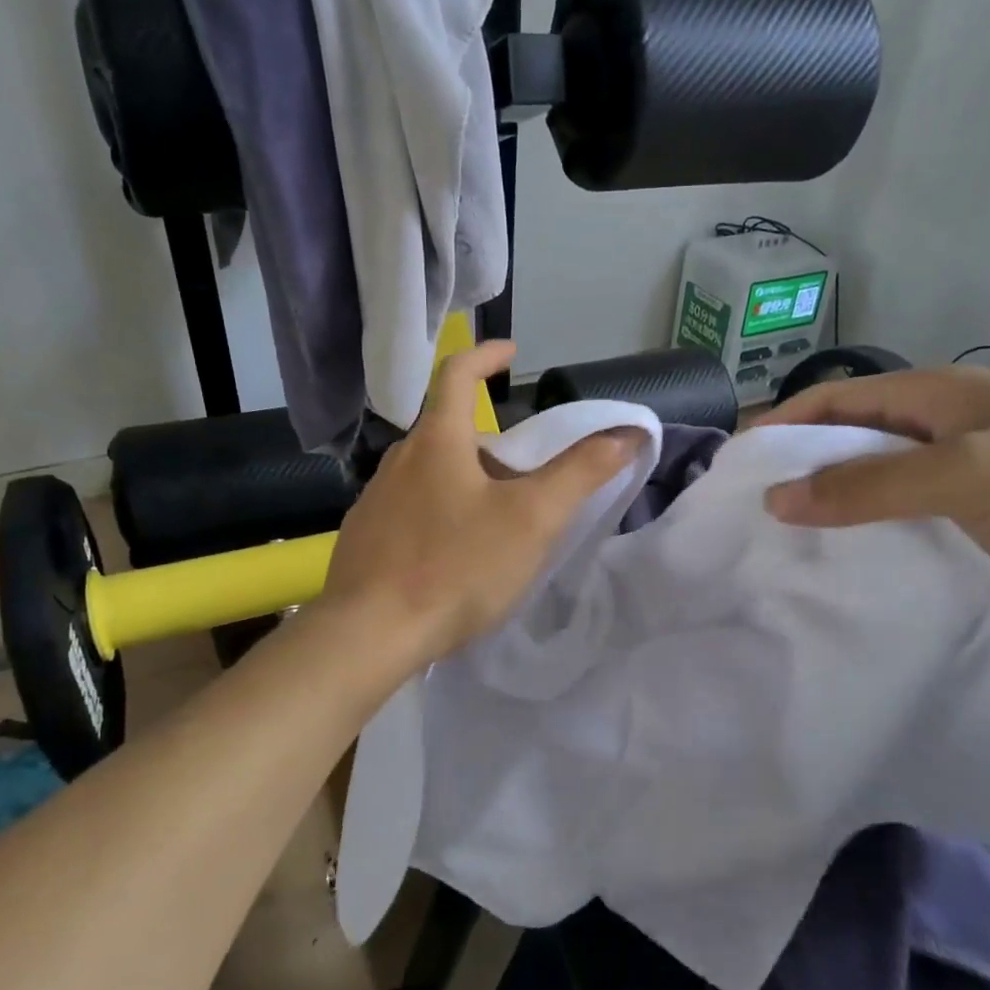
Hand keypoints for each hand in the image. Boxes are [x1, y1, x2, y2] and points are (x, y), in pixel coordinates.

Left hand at [322, 341, 636, 662]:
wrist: (369, 634)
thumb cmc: (457, 567)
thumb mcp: (532, 519)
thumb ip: (580, 473)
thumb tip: (626, 433)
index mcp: (436, 442)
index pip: (455, 373)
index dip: (484, 354)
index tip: (511, 354)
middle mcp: (398, 462)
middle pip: (446, 431)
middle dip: (488, 441)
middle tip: (523, 473)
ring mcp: (373, 502)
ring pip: (427, 474)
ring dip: (462, 479)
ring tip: (493, 518)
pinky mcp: (363, 540)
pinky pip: (407, 510)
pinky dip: (437, 514)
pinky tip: (451, 555)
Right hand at [759, 368, 989, 627]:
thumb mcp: (966, 475)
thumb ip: (869, 485)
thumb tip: (776, 499)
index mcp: (942, 396)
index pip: (839, 398)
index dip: (784, 424)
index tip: (736, 463)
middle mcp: (947, 430)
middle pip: (854, 442)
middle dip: (804, 469)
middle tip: (753, 510)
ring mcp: (967, 478)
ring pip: (880, 488)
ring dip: (838, 509)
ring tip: (787, 544)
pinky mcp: (984, 524)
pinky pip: (911, 525)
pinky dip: (876, 540)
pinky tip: (849, 567)